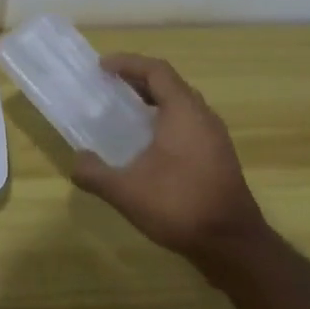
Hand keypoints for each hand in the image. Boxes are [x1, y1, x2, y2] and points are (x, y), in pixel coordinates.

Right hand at [70, 54, 264, 261]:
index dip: (128, 63)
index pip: (156, 71)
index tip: (101, 67)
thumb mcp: (125, 191)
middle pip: (170, 84)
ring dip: (153, 102)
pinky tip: (147, 146)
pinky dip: (165, 121)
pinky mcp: (218, 157)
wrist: (232, 245)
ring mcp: (215, 137)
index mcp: (183, 112)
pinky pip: (188, 124)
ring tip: (124, 113)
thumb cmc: (180, 206)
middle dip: (138, 81)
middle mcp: (203, 117)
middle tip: (109, 88)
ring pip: (181, 105)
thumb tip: (76, 161)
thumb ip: (94, 173)